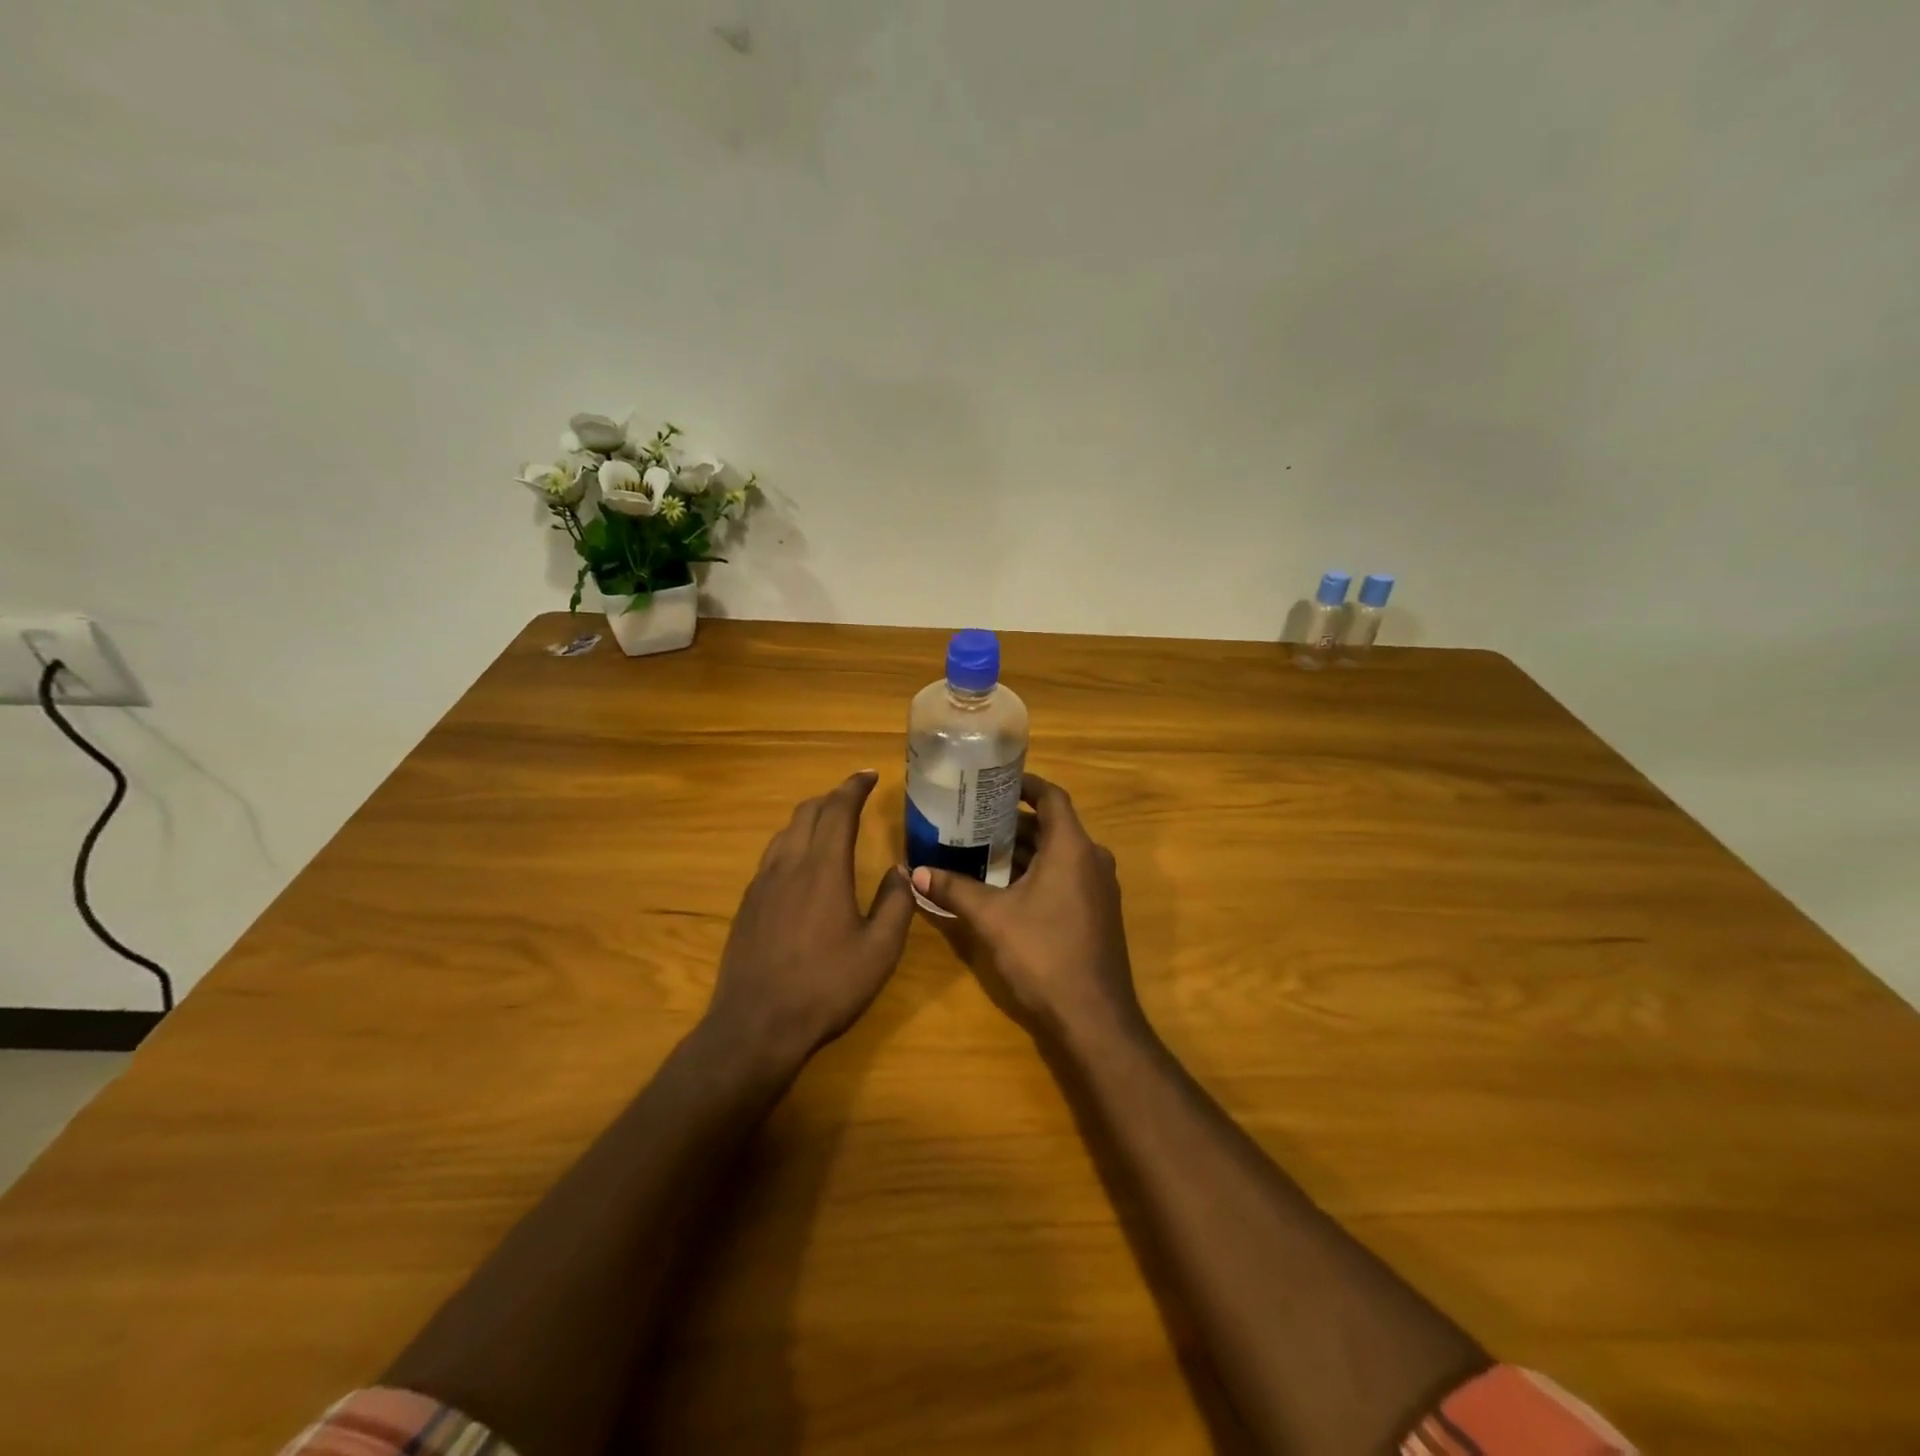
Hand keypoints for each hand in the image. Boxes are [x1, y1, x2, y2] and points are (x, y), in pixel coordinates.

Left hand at [705, 771, 915, 1066]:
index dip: (853, 787)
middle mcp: (789, 865)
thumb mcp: (879, 950)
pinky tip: (801, 866)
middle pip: (807, 813)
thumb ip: (895, 903)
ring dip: (809, 818)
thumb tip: (900, 869)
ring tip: (829, 824)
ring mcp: (762, 884)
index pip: (837, 810)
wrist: (756, 1026)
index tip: (868, 774)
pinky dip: (792, 844)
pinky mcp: (747, 905)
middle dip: (832, 798)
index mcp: (823, 868)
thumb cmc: (826, 987)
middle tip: (853, 797)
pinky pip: (771, 857)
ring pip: (784, 833)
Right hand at [910, 774, 1141, 1040]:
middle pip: (1053, 826)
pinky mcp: (1097, 913)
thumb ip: (954, 889)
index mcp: (1072, 847)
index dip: (1026, 784)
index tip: (995, 781)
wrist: (1094, 1016)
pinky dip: (1038, 873)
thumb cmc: (1043, 953)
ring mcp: (1099, 888)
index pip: (1052, 797)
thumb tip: (915, 872)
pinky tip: (1005, 887)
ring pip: (1060, 854)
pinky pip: (1067, 877)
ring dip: (1025, 850)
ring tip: (982, 849)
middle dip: (1015, 821)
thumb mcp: (991, 918)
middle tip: (975, 818)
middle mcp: (1092, 859)